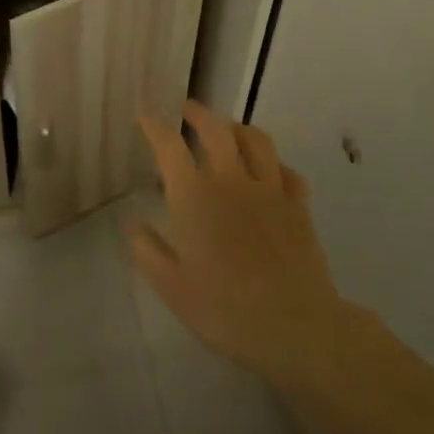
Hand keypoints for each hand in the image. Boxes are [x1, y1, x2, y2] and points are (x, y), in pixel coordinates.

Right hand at [134, 100, 343, 386]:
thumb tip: (134, 223)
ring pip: (256, 140)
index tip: (145, 115)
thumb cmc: (224, 308)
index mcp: (194, 196)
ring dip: (237, 127)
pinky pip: (288, 171)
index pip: (170, 146)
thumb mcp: (170, 287)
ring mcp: (270, 190)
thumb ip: (147, 250)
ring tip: (227, 129)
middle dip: (197, 112)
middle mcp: (231, 181)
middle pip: (216, 129)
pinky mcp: (299, 206)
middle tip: (186, 109)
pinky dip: (274, 164)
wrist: (294, 325)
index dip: (154, 126)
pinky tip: (269, 171)